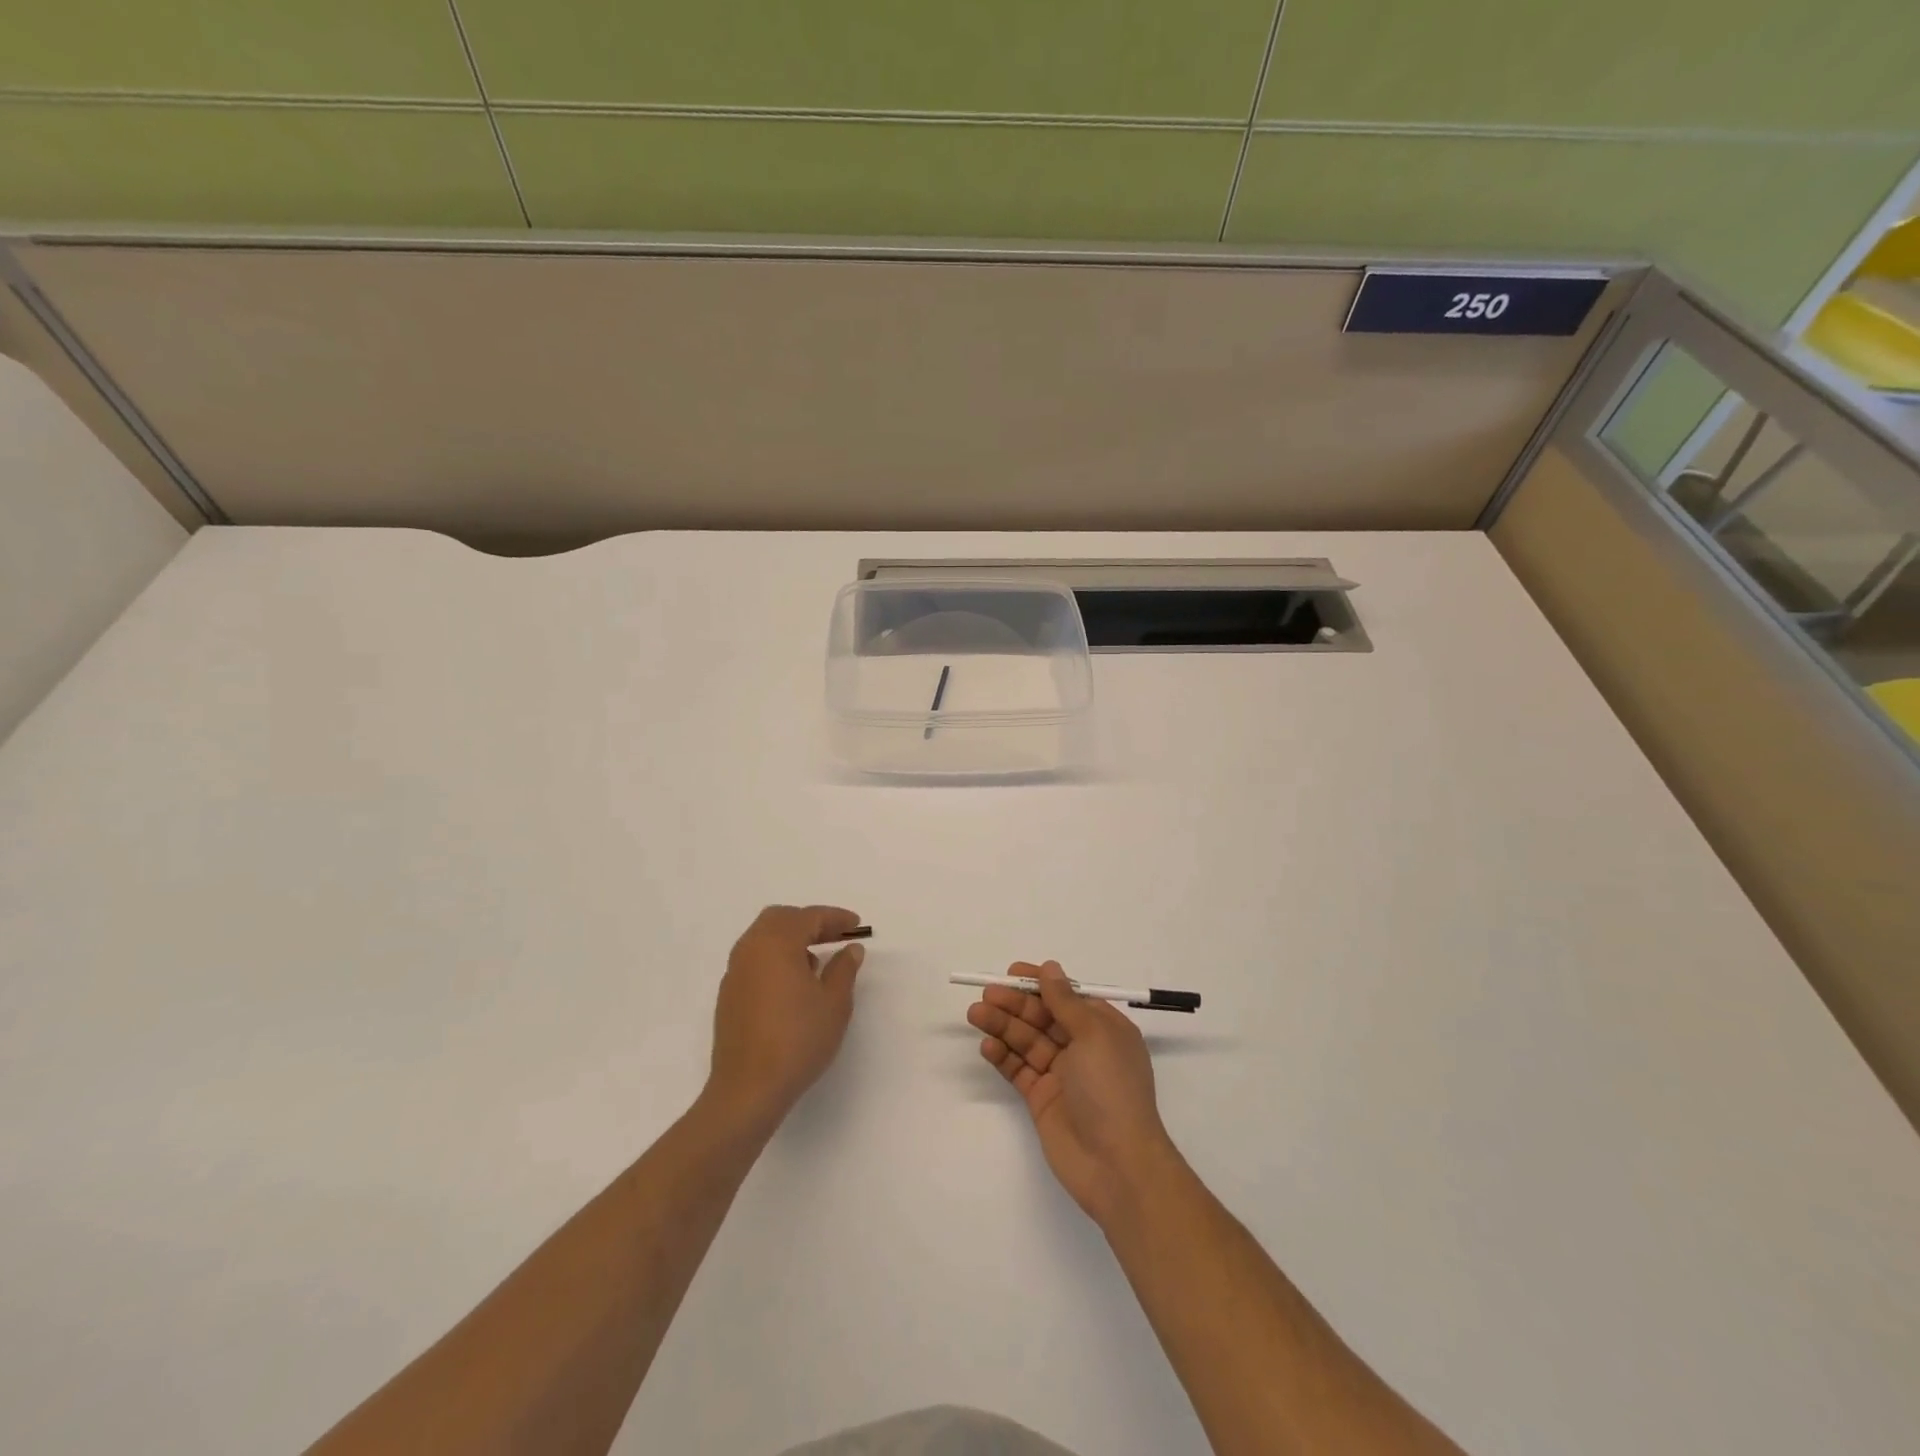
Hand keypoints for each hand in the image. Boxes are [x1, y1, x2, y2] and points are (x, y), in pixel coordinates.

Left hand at [704, 905, 864, 1137]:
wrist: (748, 1089)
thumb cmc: (798, 1040)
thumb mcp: (834, 1003)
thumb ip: (844, 969)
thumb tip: (850, 949)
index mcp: (776, 943)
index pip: (809, 917)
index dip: (835, 918)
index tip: (856, 925)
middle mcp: (750, 949)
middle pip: (780, 919)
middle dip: (809, 922)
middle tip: (835, 936)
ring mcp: (735, 972)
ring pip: (763, 938)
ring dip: (790, 939)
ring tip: (817, 961)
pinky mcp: (728, 995)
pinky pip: (754, 960)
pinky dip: (775, 958)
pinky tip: (793, 984)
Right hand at [967, 960, 1180, 1227]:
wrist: (1116, 1165)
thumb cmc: (1111, 1089)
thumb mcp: (1093, 1035)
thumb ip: (1065, 1001)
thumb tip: (1051, 968)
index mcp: (1103, 1028)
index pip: (1067, 996)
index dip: (1040, 983)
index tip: (1012, 972)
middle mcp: (1082, 1047)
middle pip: (1042, 1017)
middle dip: (1015, 1004)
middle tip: (987, 994)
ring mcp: (1061, 1074)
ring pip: (1026, 1041)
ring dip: (1002, 1026)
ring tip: (975, 1014)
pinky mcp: (1042, 1099)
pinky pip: (1018, 1070)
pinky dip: (1002, 1056)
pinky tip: (986, 1046)